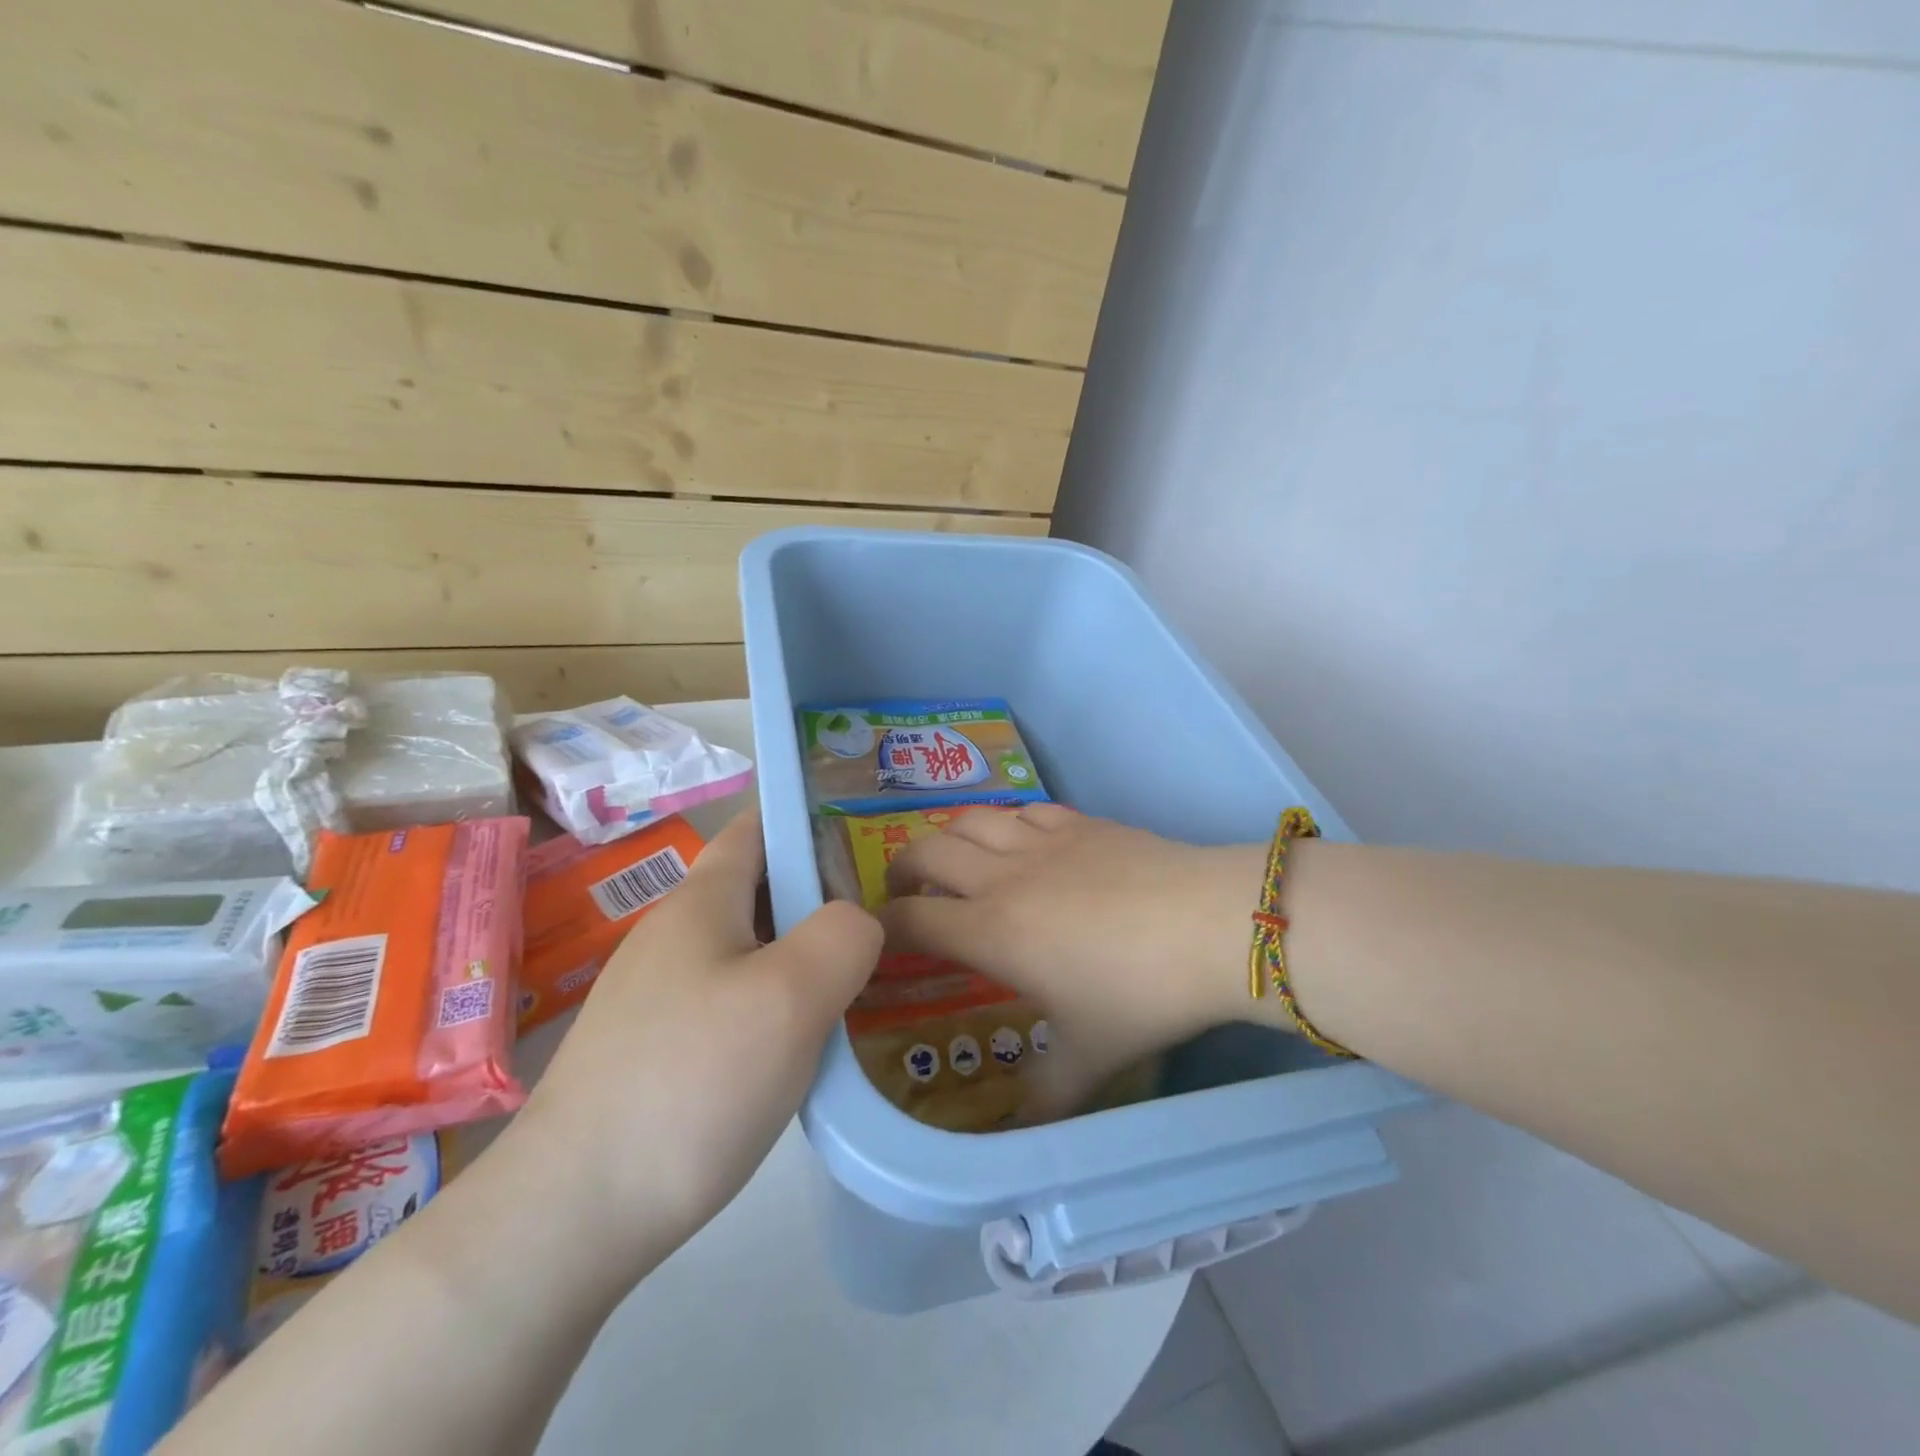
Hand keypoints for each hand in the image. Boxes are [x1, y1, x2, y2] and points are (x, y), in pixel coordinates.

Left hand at [508, 811, 880, 1274]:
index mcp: (702, 902)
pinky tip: (797, 1051)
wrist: (570, 1215)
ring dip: (800, 957)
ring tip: (853, 989)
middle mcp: (673, 936)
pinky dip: (774, 1007)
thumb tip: (857, 922)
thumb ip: (845, 935)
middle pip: (758, 890)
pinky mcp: (653, 1050)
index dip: (807, 820)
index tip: (864, 840)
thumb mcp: (793, 995)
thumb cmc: (693, 1082)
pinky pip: (730, 1003)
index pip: (757, 828)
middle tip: (881, 928)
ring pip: (748, 951)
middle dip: (819, 897)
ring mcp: (657, 995)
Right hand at [879, 804, 1266, 1116]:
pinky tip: (1022, 841)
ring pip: (970, 820)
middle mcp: (1002, 877)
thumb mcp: (1090, 1058)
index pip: (909, 920)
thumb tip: (1020, 1134)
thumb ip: (1047, 1098)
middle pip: (926, 853)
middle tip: (909, 893)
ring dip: (950, 837)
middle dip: (903, 870)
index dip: (880, 927)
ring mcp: (1041, 840)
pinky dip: (1007, 822)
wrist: (1210, 925)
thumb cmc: (1139, 994)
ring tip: (958, 861)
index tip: (874, 938)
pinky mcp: (1079, 821)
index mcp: (991, 931)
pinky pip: (1024, 809)